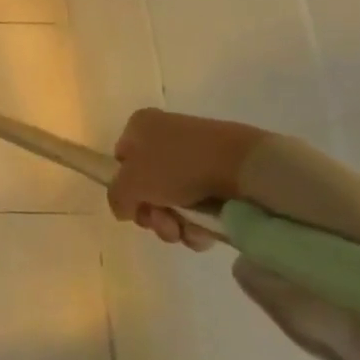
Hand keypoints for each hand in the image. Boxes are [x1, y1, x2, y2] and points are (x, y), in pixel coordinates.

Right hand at [109, 107, 267, 248]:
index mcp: (141, 126)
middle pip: (147, 186)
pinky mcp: (221, 175)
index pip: (121, 160)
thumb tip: (124, 208)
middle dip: (153, 214)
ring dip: (175, 224)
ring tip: (187, 231)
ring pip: (174, 201)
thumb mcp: (131, 183)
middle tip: (164, 223)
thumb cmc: (177, 165)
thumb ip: (116, 197)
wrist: (243, 166)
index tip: (135, 207)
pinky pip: (200, 205)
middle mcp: (166, 137)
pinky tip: (205, 232)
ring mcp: (196, 157)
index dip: (124, 187)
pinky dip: (199, 224)